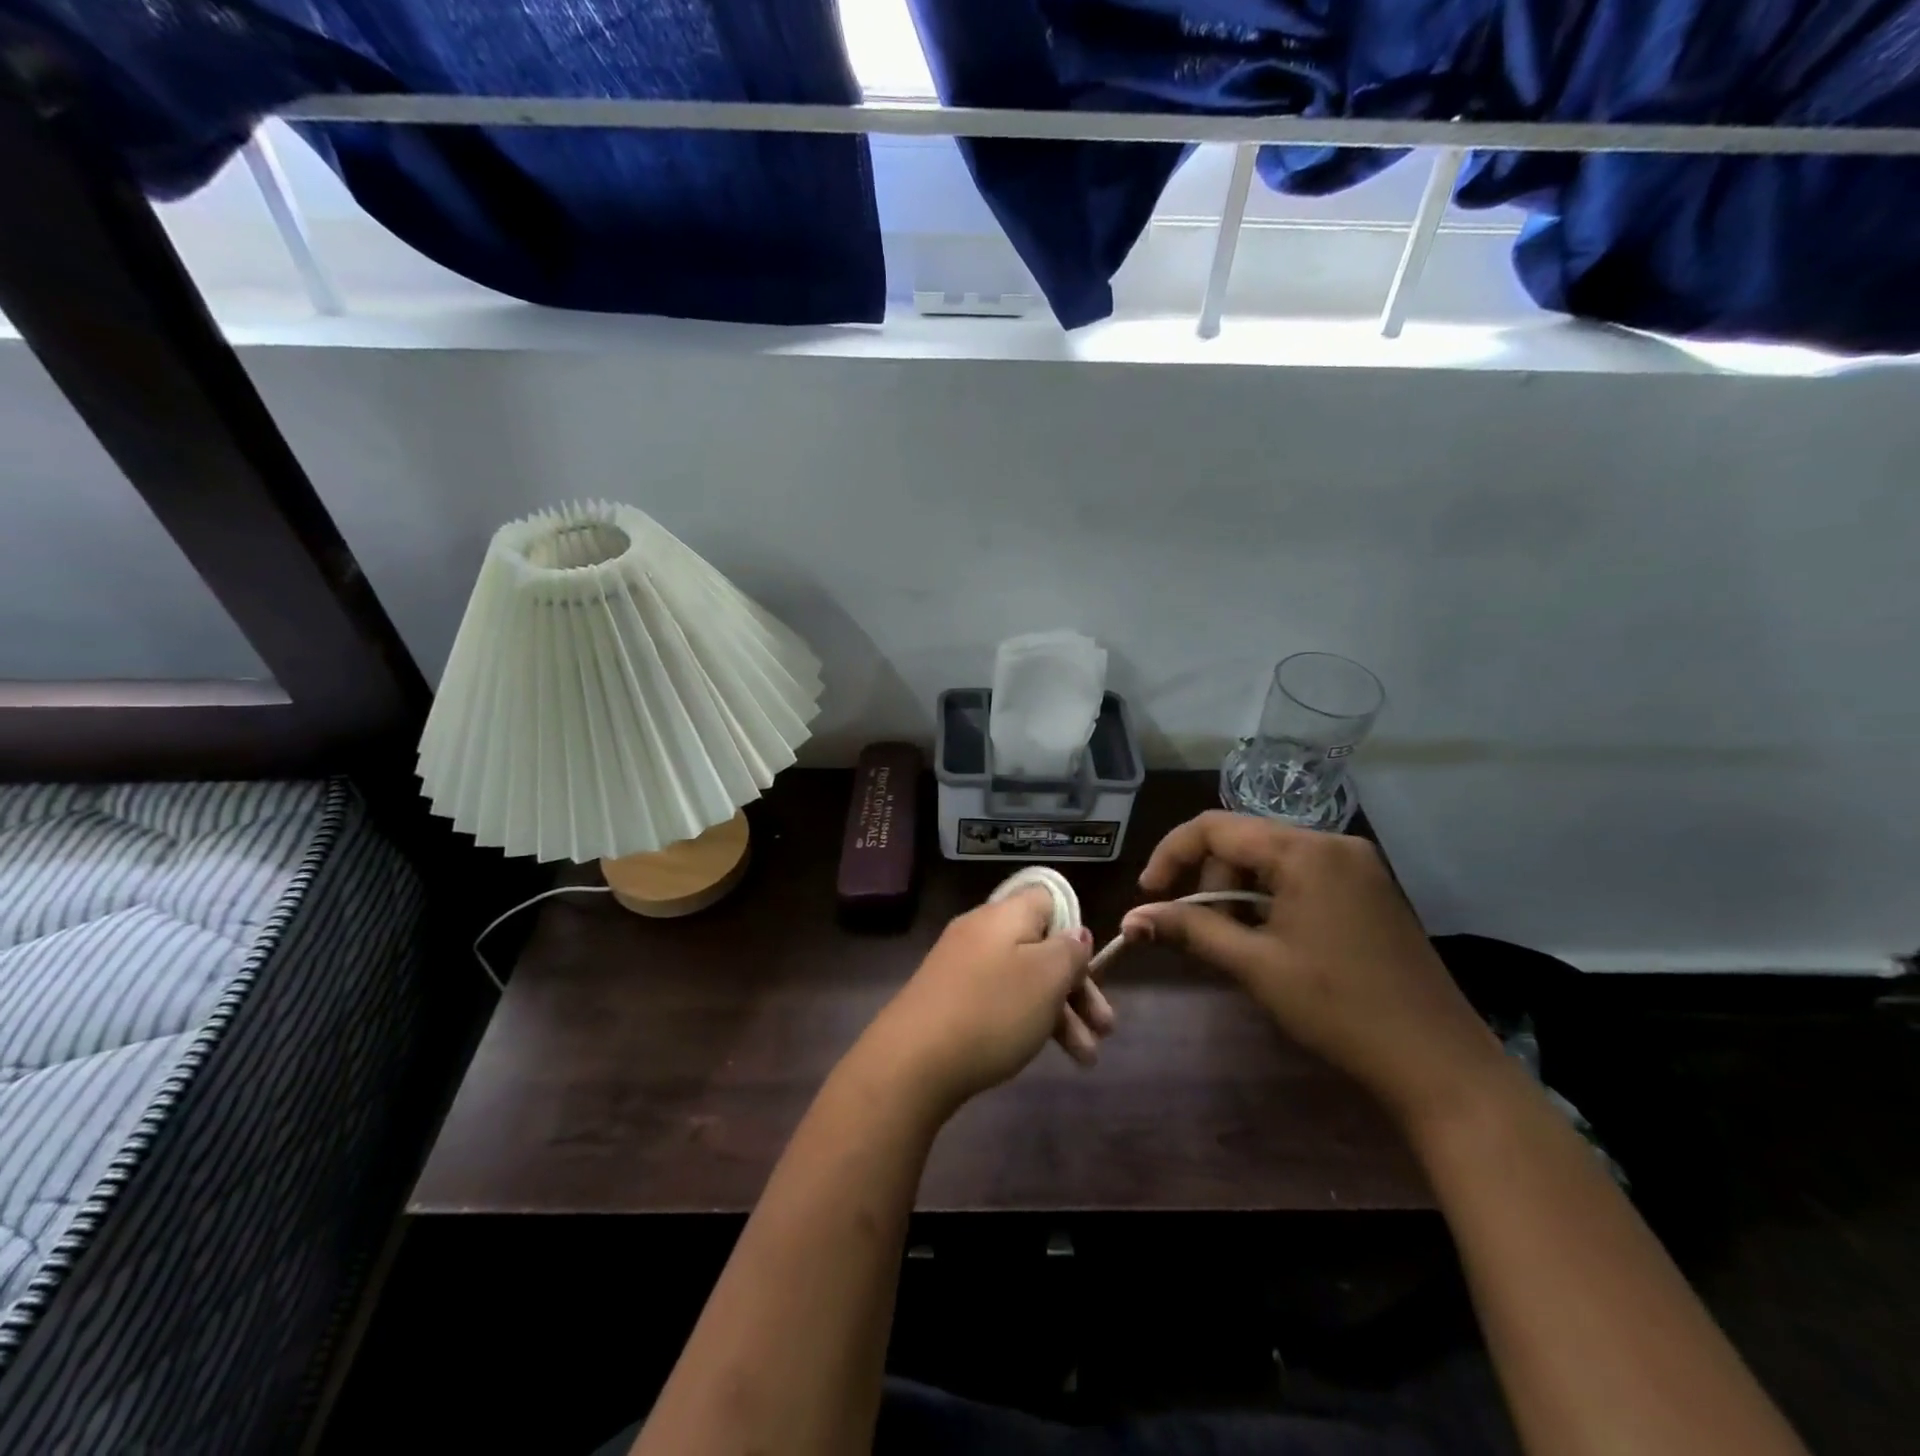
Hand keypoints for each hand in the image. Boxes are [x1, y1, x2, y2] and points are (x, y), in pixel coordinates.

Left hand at [859, 888, 1107, 1115]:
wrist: (912, 1061)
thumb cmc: (991, 1010)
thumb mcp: (1046, 977)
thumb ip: (1069, 950)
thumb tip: (1075, 932)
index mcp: (1005, 914)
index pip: (1048, 898)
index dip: (1075, 927)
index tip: (1090, 965)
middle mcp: (982, 931)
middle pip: (1040, 946)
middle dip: (1077, 988)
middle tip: (1105, 1029)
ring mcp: (961, 965)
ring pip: (1023, 979)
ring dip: (1059, 1015)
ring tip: (1086, 1060)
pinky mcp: (949, 998)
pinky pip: (998, 999)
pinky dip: (1026, 1021)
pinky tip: (1041, 1051)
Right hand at [1120, 812, 1508, 1130]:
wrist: (1439, 1063)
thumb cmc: (1339, 1007)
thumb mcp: (1255, 965)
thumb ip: (1189, 930)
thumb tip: (1130, 919)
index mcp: (1305, 850)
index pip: (1215, 827)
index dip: (1172, 855)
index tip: (1149, 895)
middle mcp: (1332, 843)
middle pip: (1244, 843)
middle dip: (1212, 883)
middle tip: (1206, 935)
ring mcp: (1357, 866)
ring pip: (1271, 861)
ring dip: (1241, 895)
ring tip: (1241, 946)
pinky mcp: (1369, 890)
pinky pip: (1301, 877)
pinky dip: (1272, 901)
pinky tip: (1275, 942)